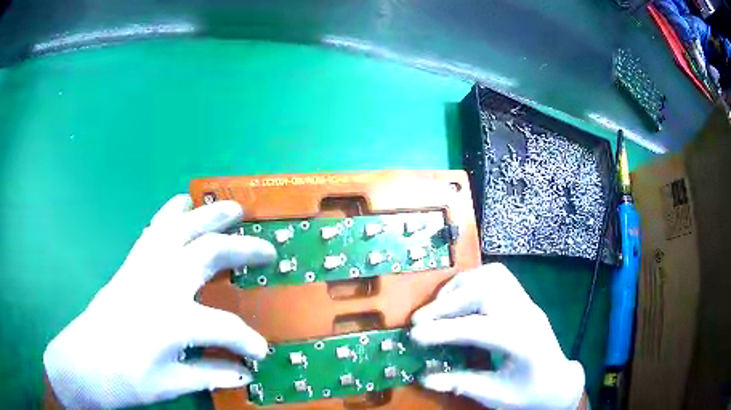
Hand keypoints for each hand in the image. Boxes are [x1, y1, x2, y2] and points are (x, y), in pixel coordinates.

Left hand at [43, 195, 275, 408]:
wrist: (83, 363)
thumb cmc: (126, 379)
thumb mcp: (171, 384)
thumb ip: (210, 373)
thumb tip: (246, 373)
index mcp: (172, 320)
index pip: (225, 328)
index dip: (248, 341)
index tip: (260, 352)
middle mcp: (159, 284)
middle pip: (207, 253)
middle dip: (241, 249)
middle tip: (266, 248)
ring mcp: (142, 268)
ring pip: (181, 229)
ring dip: (210, 216)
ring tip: (231, 208)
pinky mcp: (130, 264)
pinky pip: (154, 229)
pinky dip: (171, 213)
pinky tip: (181, 203)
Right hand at [410, 263, 583, 409]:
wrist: (558, 381)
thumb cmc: (530, 392)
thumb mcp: (497, 396)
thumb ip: (462, 384)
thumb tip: (425, 378)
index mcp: (524, 343)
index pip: (481, 328)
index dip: (445, 330)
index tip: (415, 336)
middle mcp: (527, 314)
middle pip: (487, 290)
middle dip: (449, 303)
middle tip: (420, 320)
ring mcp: (527, 302)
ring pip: (492, 275)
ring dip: (459, 287)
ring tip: (437, 308)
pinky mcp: (522, 299)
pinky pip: (496, 276)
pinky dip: (471, 282)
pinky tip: (458, 300)